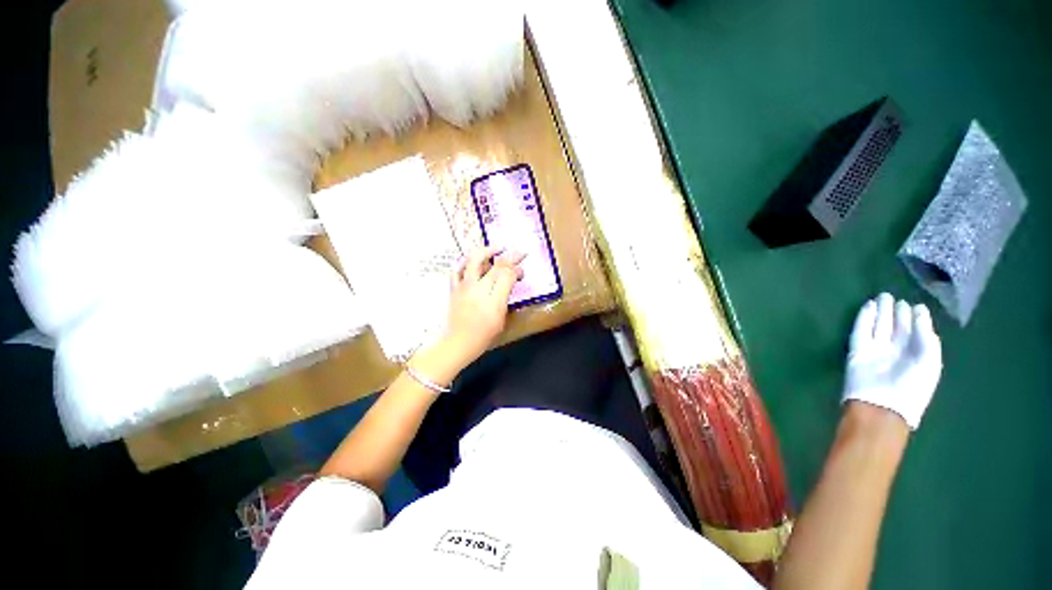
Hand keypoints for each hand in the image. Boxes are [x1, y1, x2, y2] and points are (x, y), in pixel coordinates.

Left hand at [439, 245, 524, 367]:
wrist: (459, 342)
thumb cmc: (484, 333)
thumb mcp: (501, 315)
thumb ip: (506, 294)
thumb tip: (511, 278)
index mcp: (493, 298)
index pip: (507, 274)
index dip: (516, 267)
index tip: (522, 267)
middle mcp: (478, 288)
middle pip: (495, 264)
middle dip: (509, 255)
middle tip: (517, 252)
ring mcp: (464, 286)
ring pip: (474, 260)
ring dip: (486, 251)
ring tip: (495, 250)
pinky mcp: (454, 288)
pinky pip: (457, 269)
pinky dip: (465, 261)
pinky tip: (471, 260)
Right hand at [842, 293, 942, 429]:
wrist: (882, 405)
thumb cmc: (912, 387)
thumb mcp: (929, 362)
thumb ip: (927, 337)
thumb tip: (919, 312)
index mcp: (917, 355)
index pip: (916, 332)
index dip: (916, 318)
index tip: (916, 305)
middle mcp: (896, 351)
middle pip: (896, 327)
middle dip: (896, 312)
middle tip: (894, 297)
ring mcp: (876, 350)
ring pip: (878, 326)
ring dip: (880, 311)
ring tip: (882, 296)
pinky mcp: (858, 350)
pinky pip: (861, 330)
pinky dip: (864, 318)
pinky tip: (868, 306)